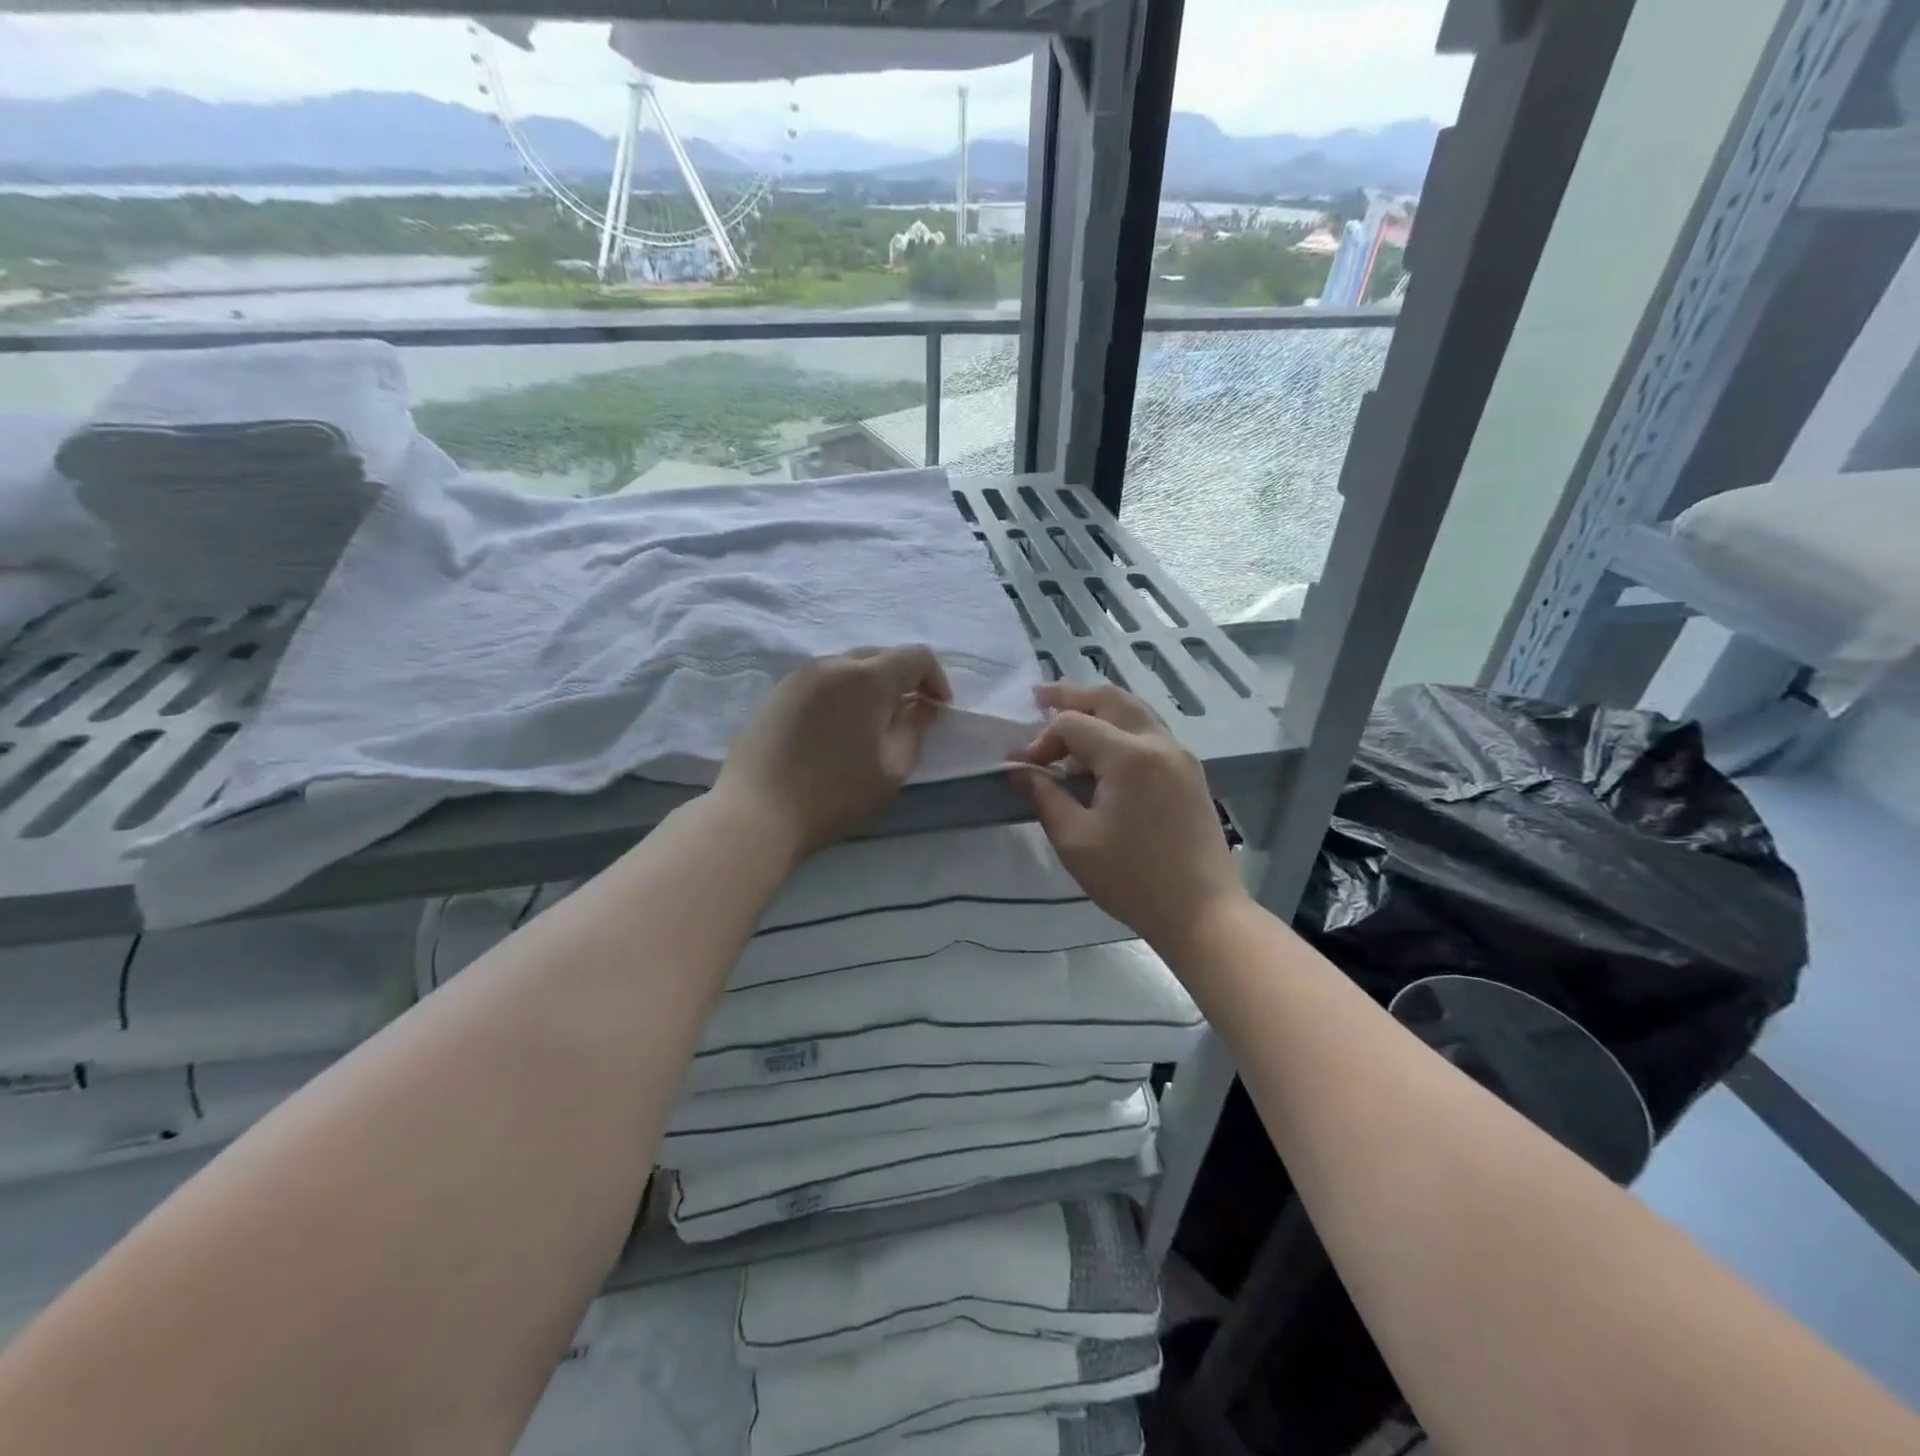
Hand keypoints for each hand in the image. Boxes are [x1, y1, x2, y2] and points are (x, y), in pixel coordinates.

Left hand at [719, 646, 951, 860]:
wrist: (756, 812)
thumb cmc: (834, 794)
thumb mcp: (892, 769)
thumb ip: (914, 730)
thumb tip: (921, 707)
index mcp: (867, 678)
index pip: (916, 656)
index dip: (936, 679)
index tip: (938, 711)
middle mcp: (833, 664)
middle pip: (881, 655)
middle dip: (903, 680)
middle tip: (908, 717)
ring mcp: (800, 675)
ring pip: (849, 666)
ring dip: (871, 686)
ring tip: (872, 723)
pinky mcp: (778, 692)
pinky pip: (823, 680)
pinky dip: (842, 693)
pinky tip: (837, 728)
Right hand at [1009, 683, 1246, 958]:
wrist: (1203, 912)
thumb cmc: (1132, 879)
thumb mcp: (1075, 841)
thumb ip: (1044, 797)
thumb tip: (1019, 770)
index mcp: (1129, 755)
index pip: (1074, 725)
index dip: (1040, 739)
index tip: (1019, 765)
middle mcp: (1159, 742)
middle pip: (1110, 699)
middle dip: (1071, 696)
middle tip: (1038, 696)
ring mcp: (1180, 755)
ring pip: (1135, 711)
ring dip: (1099, 708)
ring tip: (1067, 715)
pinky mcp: (1190, 772)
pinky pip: (1150, 732)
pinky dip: (1121, 727)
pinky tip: (1102, 750)